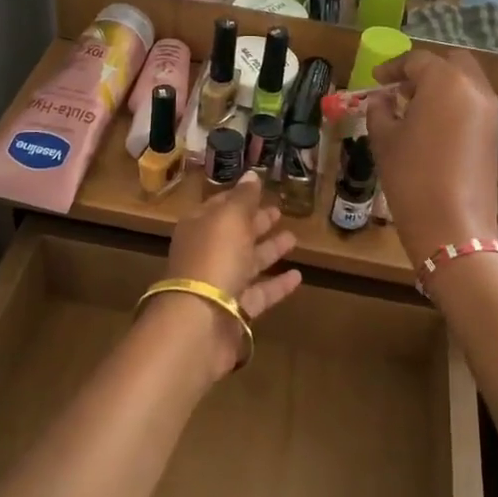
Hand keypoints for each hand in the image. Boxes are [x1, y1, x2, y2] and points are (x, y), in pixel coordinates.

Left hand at [162, 173, 302, 376]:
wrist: (199, 322)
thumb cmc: (214, 258)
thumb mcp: (230, 218)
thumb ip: (243, 197)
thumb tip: (252, 174)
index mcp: (199, 227)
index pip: (219, 206)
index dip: (239, 197)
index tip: (259, 189)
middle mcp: (207, 254)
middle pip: (234, 234)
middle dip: (255, 222)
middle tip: (279, 212)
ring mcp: (220, 284)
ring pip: (247, 263)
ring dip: (269, 251)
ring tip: (294, 239)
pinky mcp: (234, 312)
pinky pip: (259, 294)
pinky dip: (277, 285)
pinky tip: (298, 276)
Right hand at [366, 50, 497, 260]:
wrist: (452, 225)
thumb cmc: (411, 175)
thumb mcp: (385, 140)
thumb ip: (380, 110)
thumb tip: (382, 99)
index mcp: (445, 81)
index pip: (417, 60)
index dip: (393, 67)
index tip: (376, 79)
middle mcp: (474, 88)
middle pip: (451, 63)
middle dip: (426, 70)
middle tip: (401, 88)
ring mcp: (490, 112)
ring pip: (467, 83)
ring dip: (442, 87)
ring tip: (414, 108)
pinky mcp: (495, 135)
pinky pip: (474, 105)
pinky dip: (454, 105)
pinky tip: (432, 127)